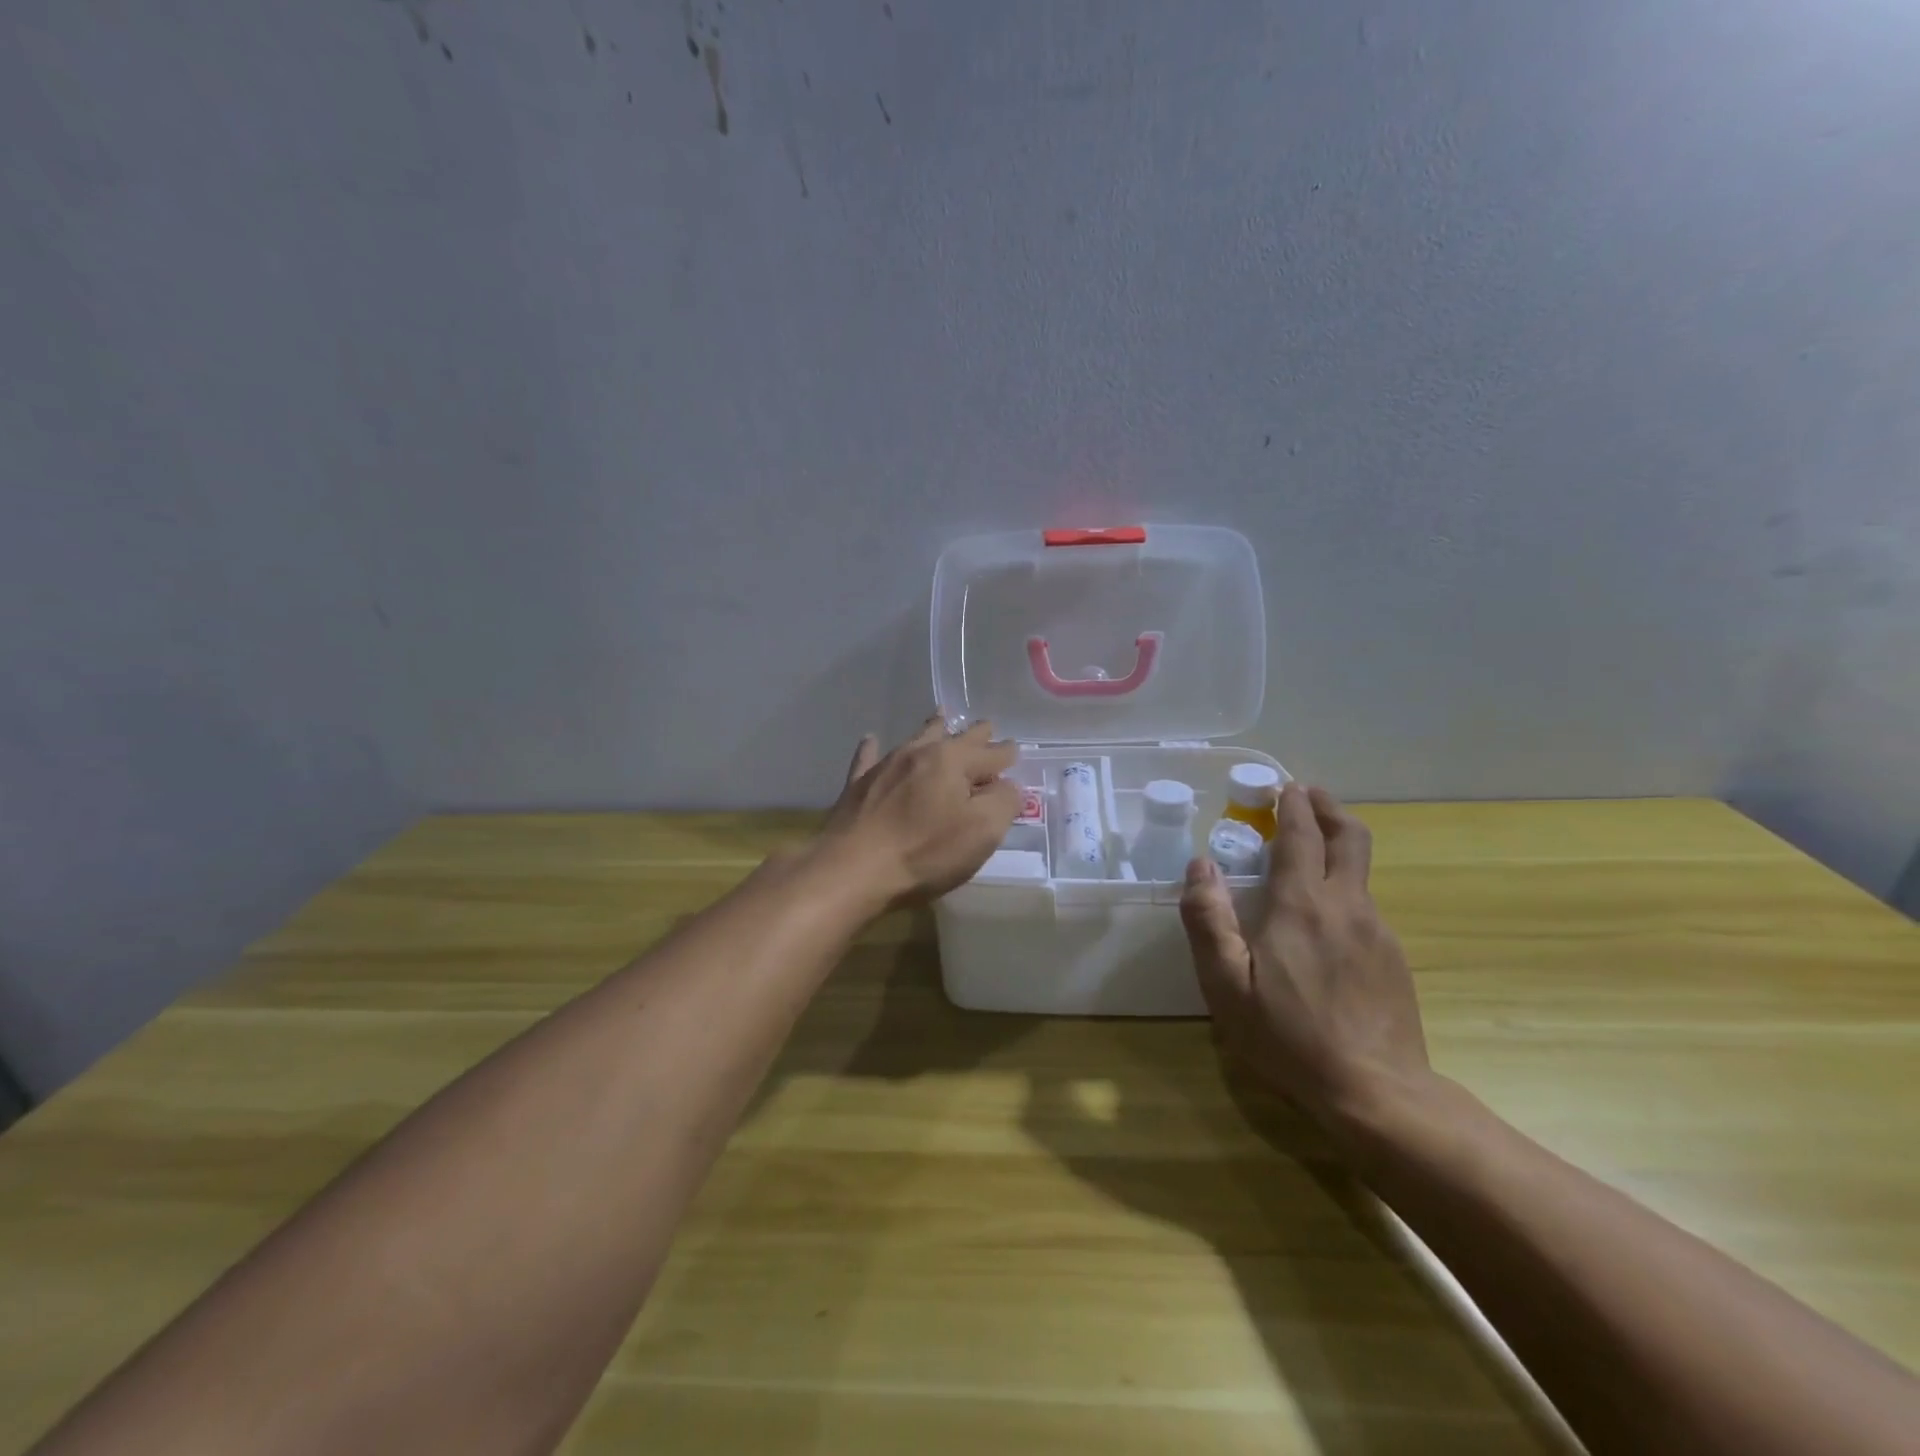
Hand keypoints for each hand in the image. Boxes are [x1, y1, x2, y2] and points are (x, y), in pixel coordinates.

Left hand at [816, 714, 1021, 910]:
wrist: (853, 868)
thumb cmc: (925, 851)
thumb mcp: (982, 832)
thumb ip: (1003, 803)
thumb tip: (1008, 786)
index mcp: (953, 761)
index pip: (990, 753)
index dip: (1006, 754)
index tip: (1015, 751)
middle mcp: (920, 752)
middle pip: (954, 737)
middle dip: (974, 734)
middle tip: (986, 727)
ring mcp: (885, 765)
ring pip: (915, 739)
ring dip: (932, 729)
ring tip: (941, 717)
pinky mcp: (858, 785)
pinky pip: (869, 757)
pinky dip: (873, 748)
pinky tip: (871, 740)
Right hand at [1178, 782, 1430, 1134]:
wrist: (1376, 1093)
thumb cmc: (1288, 1036)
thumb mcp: (1226, 983)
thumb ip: (1208, 919)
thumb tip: (1200, 865)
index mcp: (1303, 904)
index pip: (1302, 835)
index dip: (1293, 805)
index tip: (1283, 786)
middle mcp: (1347, 905)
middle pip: (1350, 837)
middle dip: (1328, 808)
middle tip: (1307, 796)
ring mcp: (1378, 931)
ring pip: (1361, 871)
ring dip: (1338, 847)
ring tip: (1309, 855)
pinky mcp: (1394, 958)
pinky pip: (1365, 907)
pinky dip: (1344, 890)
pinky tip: (1325, 922)